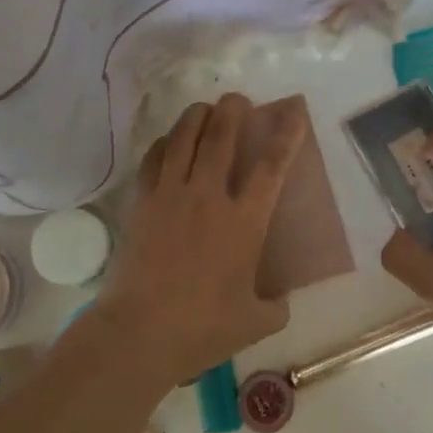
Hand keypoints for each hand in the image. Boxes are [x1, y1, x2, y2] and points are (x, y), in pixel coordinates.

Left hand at [95, 93, 307, 391]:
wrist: (139, 333)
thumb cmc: (202, 328)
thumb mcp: (255, 323)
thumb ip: (275, 305)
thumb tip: (280, 299)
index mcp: (244, 221)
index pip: (272, 165)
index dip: (286, 134)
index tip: (293, 110)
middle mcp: (208, 197)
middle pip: (221, 136)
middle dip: (233, 109)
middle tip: (237, 99)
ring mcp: (171, 195)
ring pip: (184, 138)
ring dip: (197, 116)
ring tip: (204, 108)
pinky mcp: (142, 203)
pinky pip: (154, 159)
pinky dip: (165, 143)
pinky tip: (169, 142)